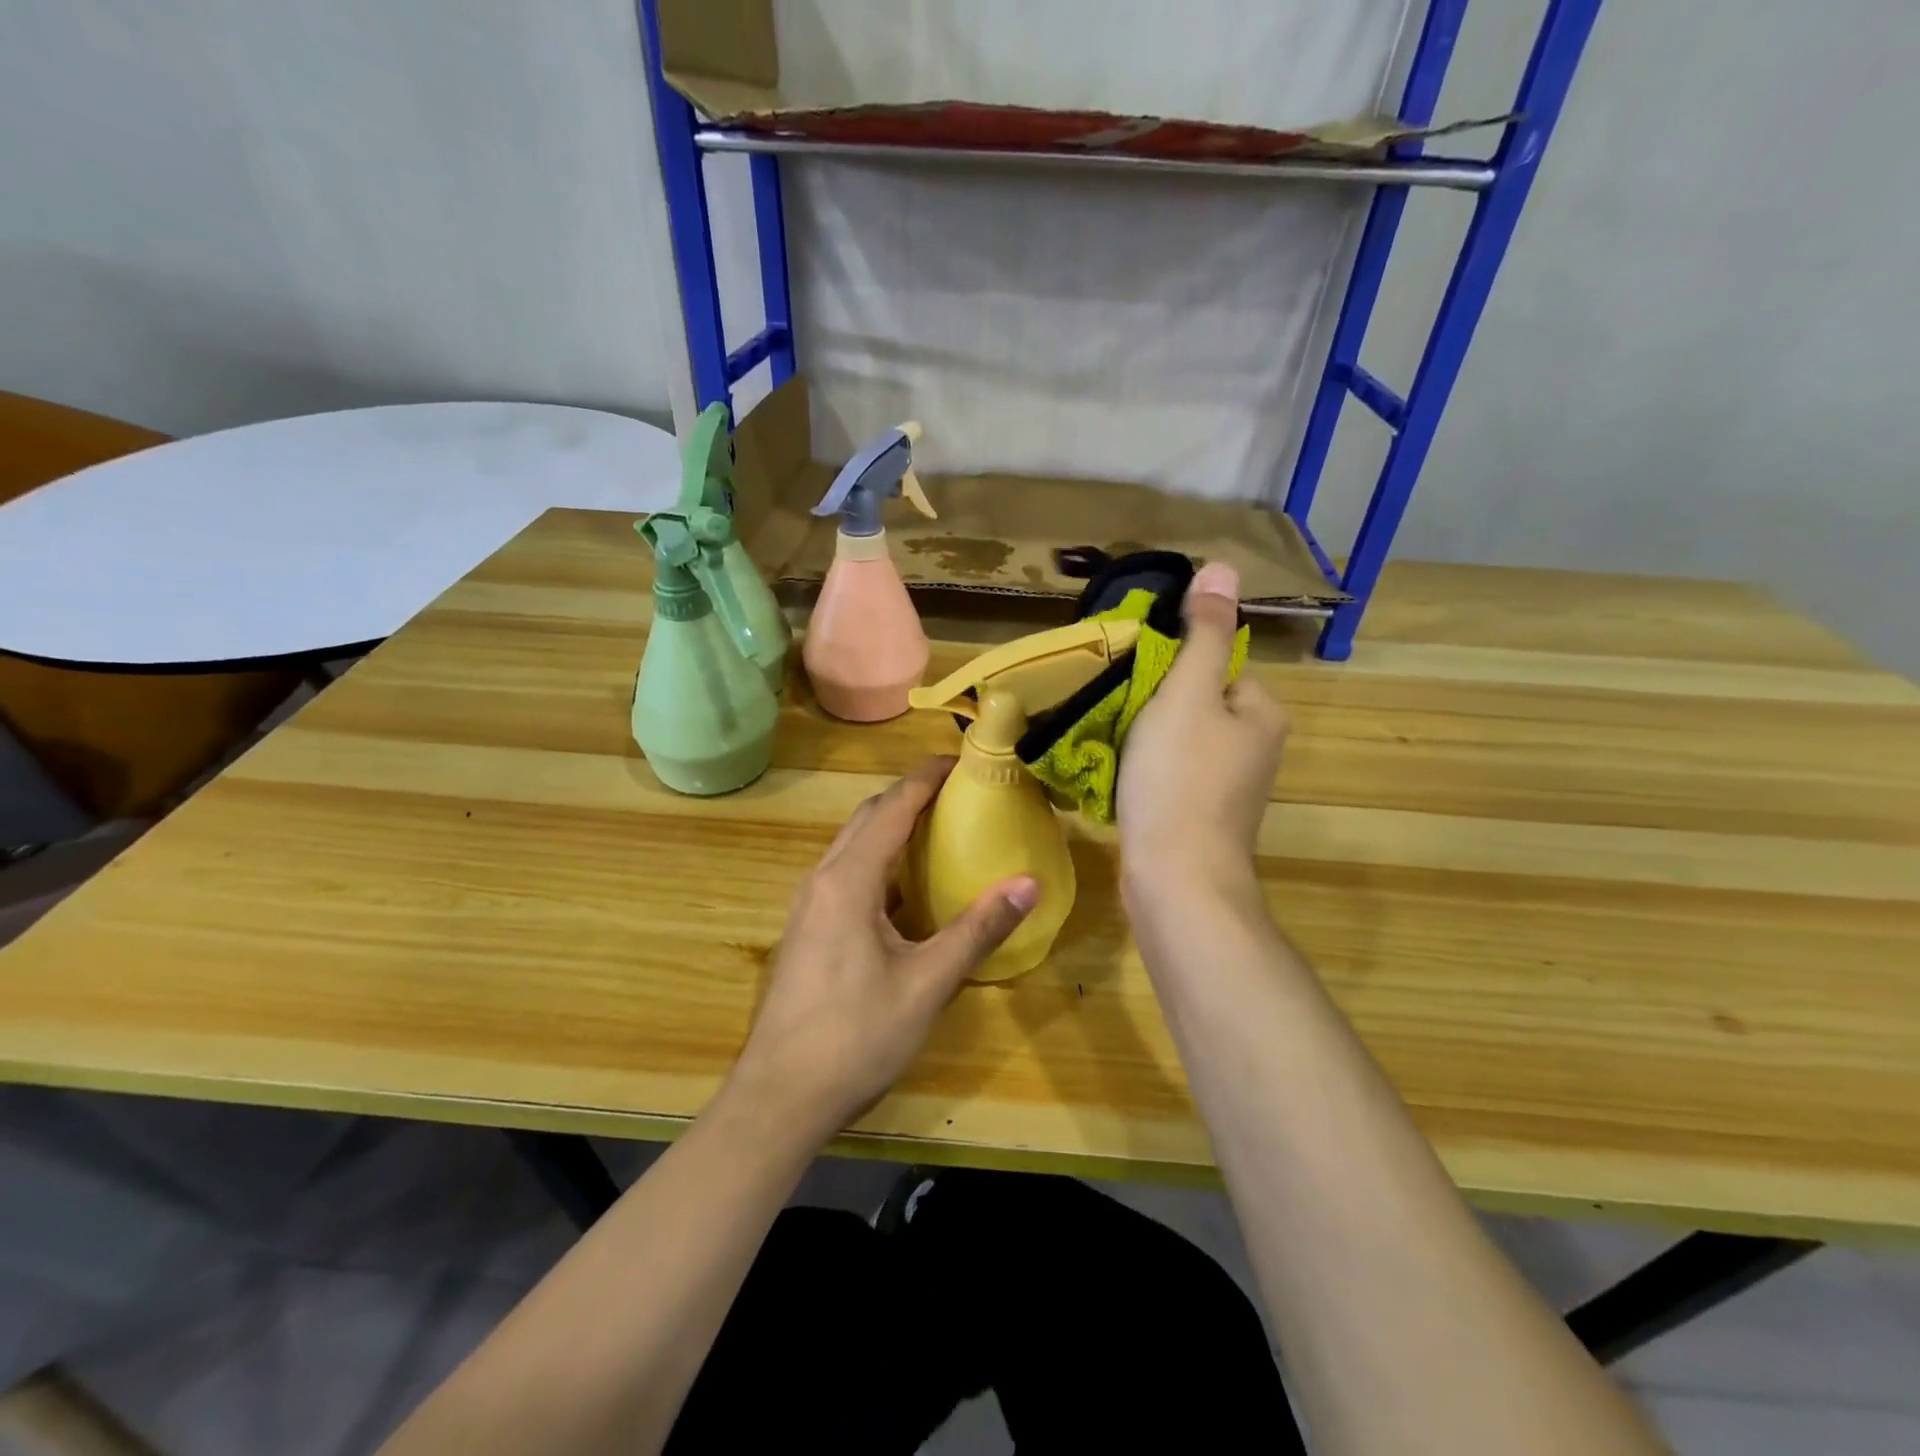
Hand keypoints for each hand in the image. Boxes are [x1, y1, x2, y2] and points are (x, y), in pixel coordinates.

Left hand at [729, 758, 1038, 1141]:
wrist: (779, 1098)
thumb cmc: (856, 1036)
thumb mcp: (927, 984)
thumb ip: (977, 930)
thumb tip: (1028, 884)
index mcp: (849, 881)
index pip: (891, 808)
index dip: (925, 779)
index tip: (960, 760)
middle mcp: (822, 880)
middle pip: (866, 818)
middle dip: (908, 797)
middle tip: (956, 794)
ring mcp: (807, 906)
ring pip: (851, 846)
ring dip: (890, 828)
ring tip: (936, 832)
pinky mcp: (805, 931)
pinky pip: (845, 874)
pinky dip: (878, 862)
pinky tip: (905, 891)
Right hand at [1117, 561, 1288, 902]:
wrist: (1176, 880)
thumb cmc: (1180, 780)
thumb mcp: (1188, 693)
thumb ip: (1204, 633)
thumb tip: (1222, 567)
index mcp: (1262, 712)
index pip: (1215, 664)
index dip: (1170, 668)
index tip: (1133, 682)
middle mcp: (1256, 747)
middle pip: (1195, 702)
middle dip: (1153, 704)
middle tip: (1114, 713)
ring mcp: (1230, 787)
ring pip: (1178, 739)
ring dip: (1143, 738)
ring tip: (1109, 744)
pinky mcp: (1202, 816)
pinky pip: (1170, 774)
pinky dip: (1144, 772)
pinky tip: (1119, 780)